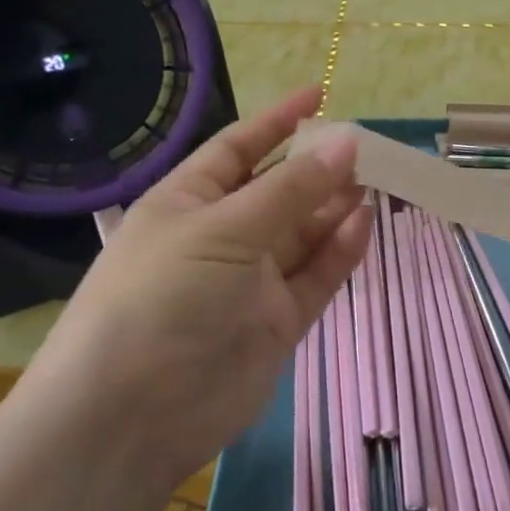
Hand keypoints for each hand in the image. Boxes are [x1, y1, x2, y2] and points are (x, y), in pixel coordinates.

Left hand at [20, 87, 369, 492]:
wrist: (132, 415)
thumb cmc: (164, 296)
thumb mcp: (226, 229)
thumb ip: (292, 189)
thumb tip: (347, 141)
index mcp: (188, 201)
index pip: (239, 149)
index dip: (277, 121)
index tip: (320, 95)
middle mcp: (220, 236)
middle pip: (278, 191)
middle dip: (318, 168)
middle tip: (368, 147)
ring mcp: (250, 281)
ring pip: (303, 234)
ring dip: (335, 207)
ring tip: (377, 180)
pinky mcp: (275, 322)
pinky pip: (314, 276)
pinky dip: (339, 251)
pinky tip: (365, 224)